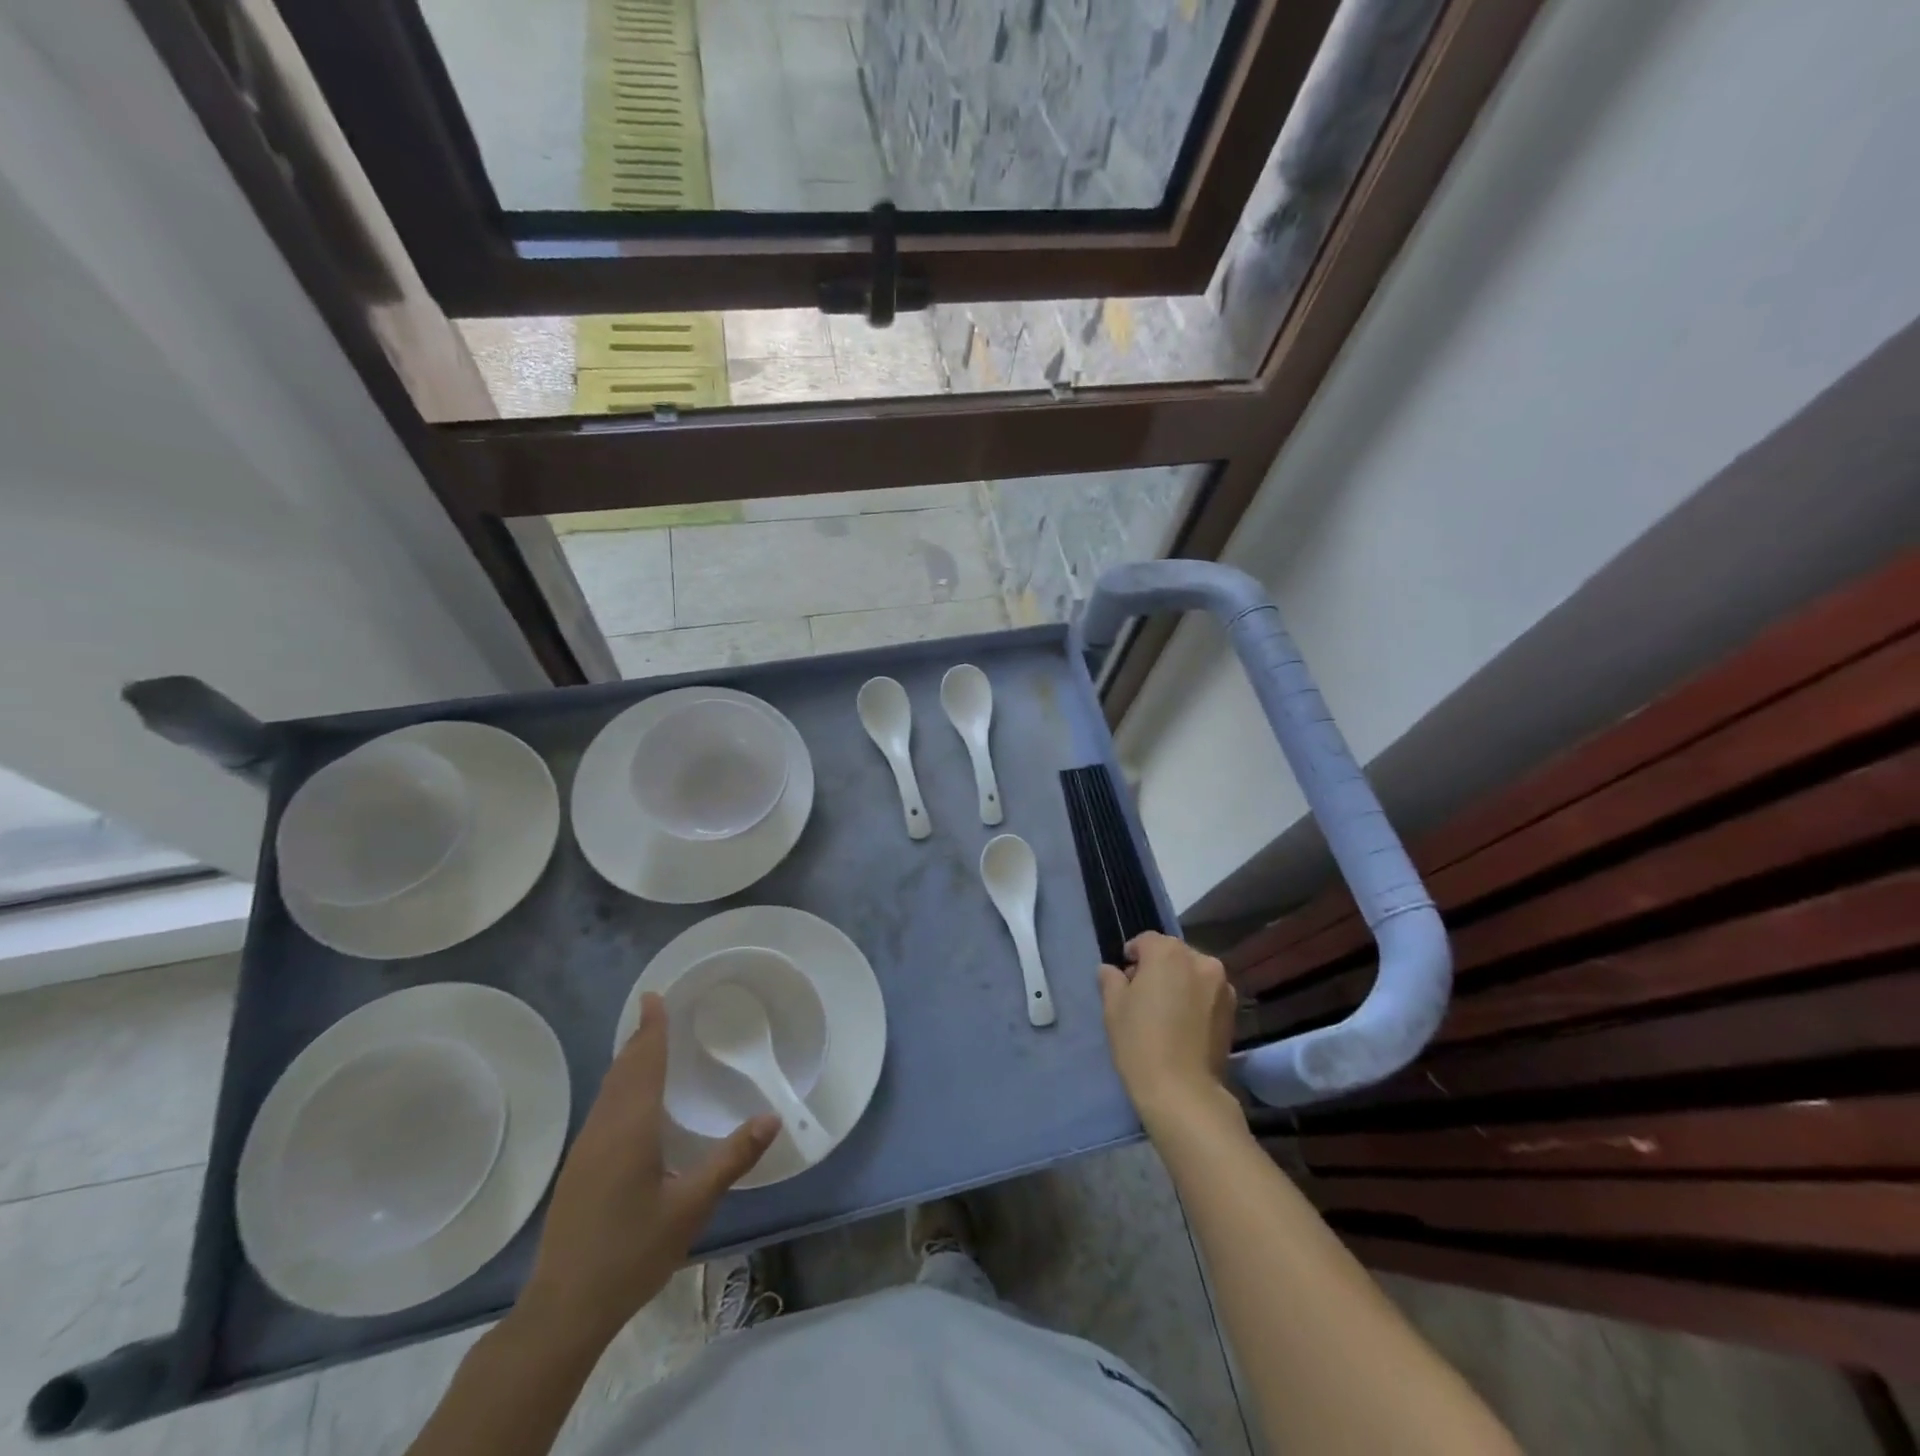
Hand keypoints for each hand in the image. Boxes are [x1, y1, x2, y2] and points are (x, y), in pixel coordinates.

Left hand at [519, 993, 777, 1343]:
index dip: (651, 1028)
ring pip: (608, 1090)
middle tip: (658, 1011)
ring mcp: (585, 1150)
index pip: (643, 1063)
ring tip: (647, 1044)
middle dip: (640, 1038)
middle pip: (622, 1070)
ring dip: (628, 1061)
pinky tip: (631, 1102)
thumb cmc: (631, 1253)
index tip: (654, 995)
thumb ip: (731, 1159)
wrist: (562, 1310)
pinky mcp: (578, 1170)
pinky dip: (620, 1086)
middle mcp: (604, 1129)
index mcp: (630, 1128)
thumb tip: (771, 1118)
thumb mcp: (690, 1208)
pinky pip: (603, 1109)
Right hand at [1098, 932, 1238, 1131]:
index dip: (1132, 955)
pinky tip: (1184, 1024)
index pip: (1146, 941)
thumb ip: (1111, 980)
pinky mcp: (1233, 1010)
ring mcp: (1222, 985)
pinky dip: (1196, 999)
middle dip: (1158, 967)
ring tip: (1167, 1011)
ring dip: (1180, 982)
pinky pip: (1208, 993)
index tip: (1124, 977)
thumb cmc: (1140, 1042)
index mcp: (1168, 952)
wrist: (1183, 1092)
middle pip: (1173, 954)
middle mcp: (1200, 960)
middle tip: (1143, 994)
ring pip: (1193, 973)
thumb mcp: (1113, 1008)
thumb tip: (1112, 970)